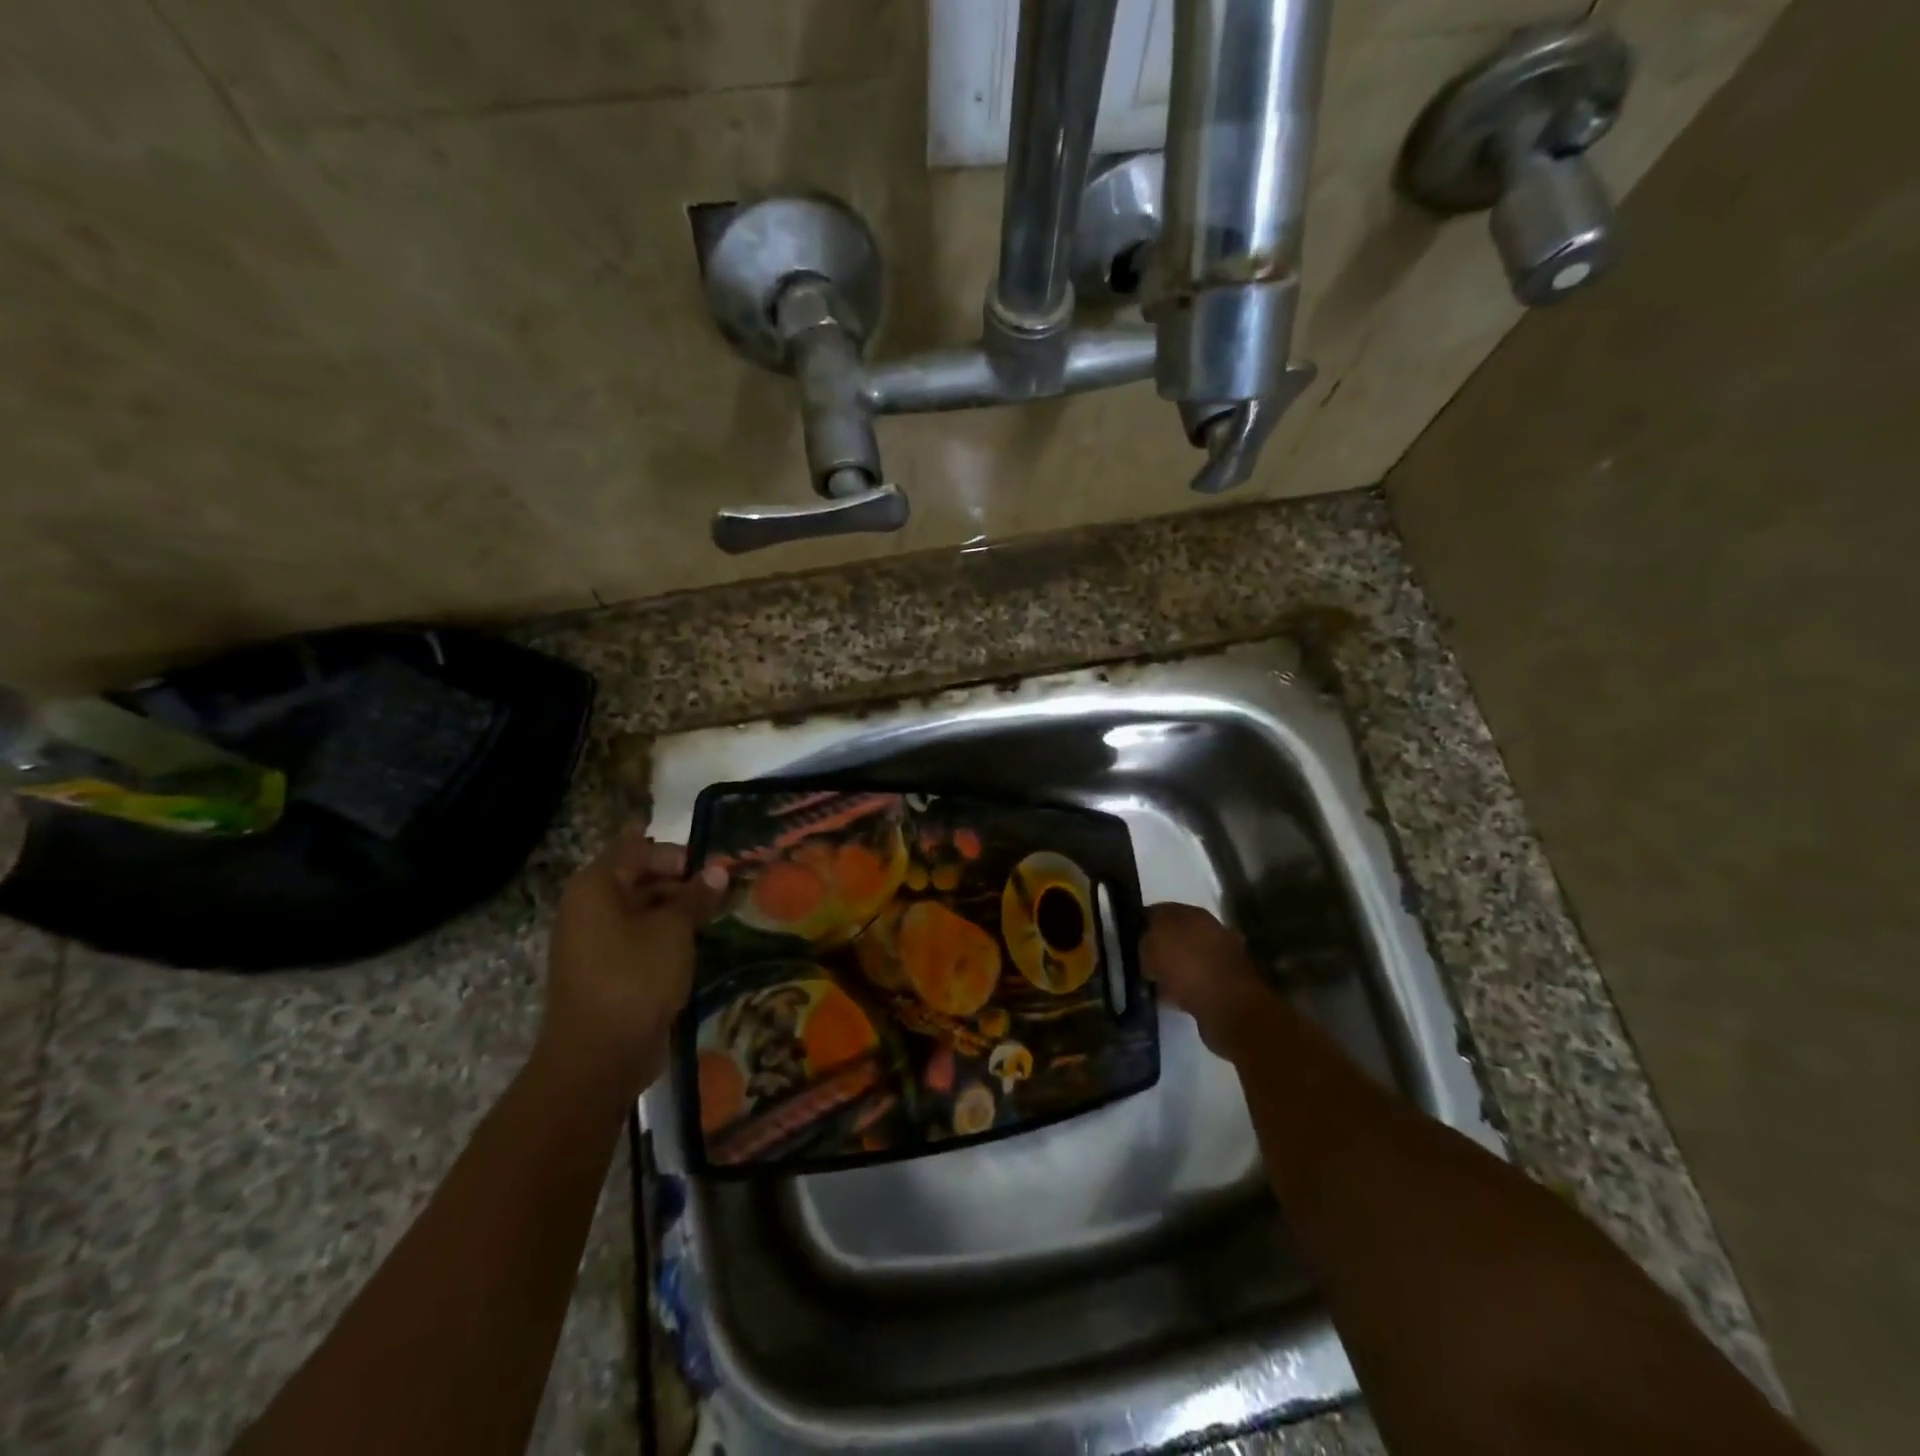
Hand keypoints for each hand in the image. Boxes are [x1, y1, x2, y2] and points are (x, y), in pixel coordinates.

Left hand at [542, 826, 727, 1095]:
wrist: (598, 1057)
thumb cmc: (635, 978)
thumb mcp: (674, 930)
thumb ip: (696, 896)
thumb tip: (717, 870)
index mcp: (595, 887)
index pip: (636, 848)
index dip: (675, 853)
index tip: (711, 868)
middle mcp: (587, 908)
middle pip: (636, 878)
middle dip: (679, 881)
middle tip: (719, 892)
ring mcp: (592, 942)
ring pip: (639, 910)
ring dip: (675, 910)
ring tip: (713, 917)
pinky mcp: (604, 970)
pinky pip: (636, 938)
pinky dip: (664, 936)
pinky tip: (694, 944)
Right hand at [1142, 903, 1275, 1057]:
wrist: (1230, 1007)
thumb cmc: (1186, 968)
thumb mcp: (1150, 948)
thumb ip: (1142, 941)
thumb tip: (1144, 945)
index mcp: (1191, 913)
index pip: (1157, 911)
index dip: (1139, 924)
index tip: (1126, 940)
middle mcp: (1209, 928)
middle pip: (1174, 933)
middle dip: (1157, 946)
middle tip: (1138, 962)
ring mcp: (1222, 956)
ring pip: (1186, 957)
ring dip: (1172, 968)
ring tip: (1153, 983)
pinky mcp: (1228, 982)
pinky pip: (1196, 980)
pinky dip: (1184, 987)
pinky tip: (1170, 998)